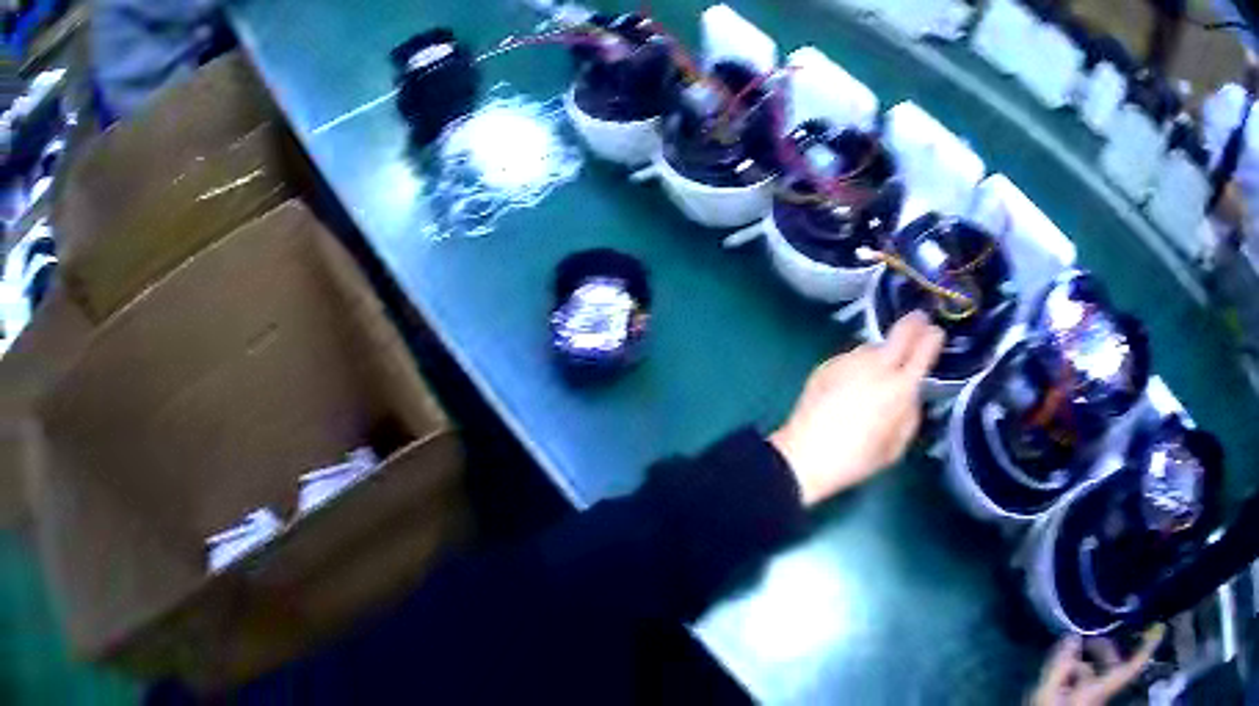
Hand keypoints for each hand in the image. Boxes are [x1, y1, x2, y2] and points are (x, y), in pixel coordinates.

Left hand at [770, 312, 943, 505]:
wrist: (803, 456)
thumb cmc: (854, 460)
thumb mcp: (895, 448)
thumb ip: (910, 416)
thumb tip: (912, 395)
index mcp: (899, 388)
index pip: (924, 350)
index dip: (933, 337)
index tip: (937, 333)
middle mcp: (877, 366)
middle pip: (902, 331)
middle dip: (914, 323)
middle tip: (920, 321)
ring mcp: (850, 361)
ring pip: (875, 346)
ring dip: (883, 352)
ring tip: (880, 370)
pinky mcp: (828, 363)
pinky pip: (852, 358)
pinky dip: (859, 365)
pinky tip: (853, 384)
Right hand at [1030, 626, 1164, 705]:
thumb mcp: (1046, 697)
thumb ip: (1059, 667)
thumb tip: (1072, 635)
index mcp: (1101, 689)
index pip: (1134, 664)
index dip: (1150, 643)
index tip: (1161, 620)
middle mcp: (1101, 691)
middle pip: (1115, 664)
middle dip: (1105, 645)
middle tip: (1092, 628)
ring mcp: (1090, 698)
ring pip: (1098, 672)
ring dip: (1089, 657)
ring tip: (1073, 646)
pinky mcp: (1079, 701)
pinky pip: (1085, 680)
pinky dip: (1078, 669)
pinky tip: (1063, 664)